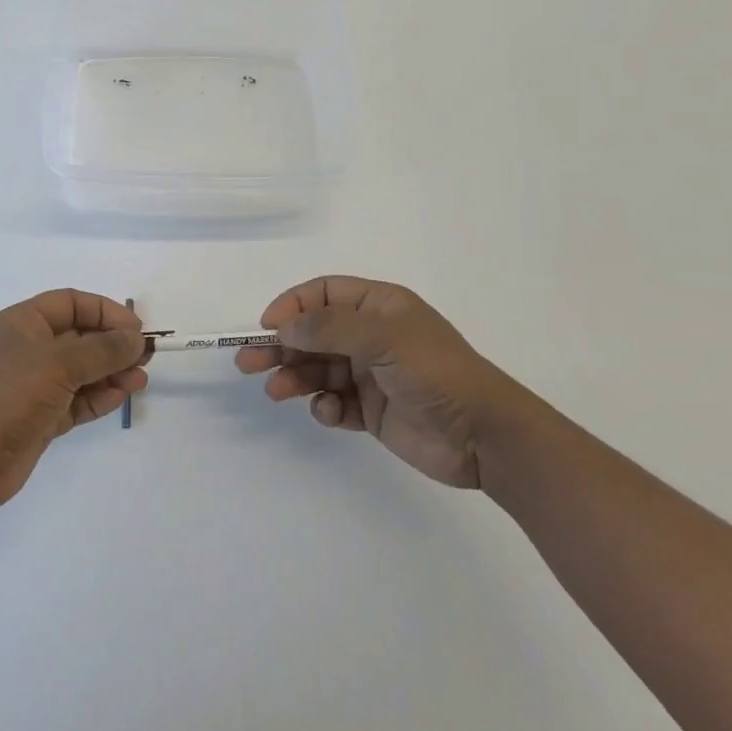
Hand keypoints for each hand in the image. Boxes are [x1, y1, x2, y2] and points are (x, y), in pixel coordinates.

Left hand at [0, 290, 147, 513]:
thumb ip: (102, 350)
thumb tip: (135, 339)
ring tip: (140, 380)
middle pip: (80, 337)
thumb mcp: (58, 364)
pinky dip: (99, 398)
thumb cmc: (8, 396)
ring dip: (112, 373)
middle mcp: (30, 349)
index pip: (72, 303)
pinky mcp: (40, 418)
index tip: (135, 328)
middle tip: (146, 356)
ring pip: (82, 371)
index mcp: (24, 323)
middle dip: (113, 344)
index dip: (105, 311)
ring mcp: (35, 386)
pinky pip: (77, 401)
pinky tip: (121, 397)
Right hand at [237, 275, 528, 488]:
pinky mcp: (372, 410)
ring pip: (318, 369)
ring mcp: (371, 374)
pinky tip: (330, 413)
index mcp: (378, 307)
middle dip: (281, 346)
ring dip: (295, 378)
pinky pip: (335, 402)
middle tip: (247, 361)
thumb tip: (283, 327)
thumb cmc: (435, 371)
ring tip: (275, 392)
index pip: (324, 294)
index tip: (268, 325)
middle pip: (313, 334)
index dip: (293, 305)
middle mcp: (371, 336)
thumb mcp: (382, 338)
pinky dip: (325, 407)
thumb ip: (329, 328)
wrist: (484, 436)